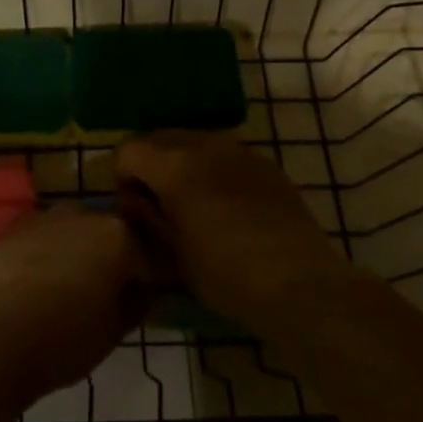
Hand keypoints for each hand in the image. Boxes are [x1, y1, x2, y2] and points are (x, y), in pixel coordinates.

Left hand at [0, 206, 148, 402]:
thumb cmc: (62, 339)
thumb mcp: (112, 333)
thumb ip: (134, 305)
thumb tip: (138, 290)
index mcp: (118, 236)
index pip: (146, 257)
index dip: (145, 282)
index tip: (138, 303)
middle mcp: (83, 214)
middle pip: (107, 236)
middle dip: (109, 260)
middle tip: (101, 297)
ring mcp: (45, 216)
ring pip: (72, 233)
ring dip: (75, 253)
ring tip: (64, 291)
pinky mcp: (12, 227)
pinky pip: (41, 238)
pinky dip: (44, 254)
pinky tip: (34, 285)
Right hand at [117, 131, 352, 332]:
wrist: (300, 284)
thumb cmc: (227, 276)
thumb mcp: (173, 255)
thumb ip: (148, 217)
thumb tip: (134, 200)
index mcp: (174, 166)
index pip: (129, 149)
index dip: (122, 176)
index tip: (132, 207)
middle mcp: (204, 144)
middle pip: (159, 137)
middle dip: (150, 164)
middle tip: (157, 203)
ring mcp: (238, 149)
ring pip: (193, 140)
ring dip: (181, 162)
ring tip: (191, 202)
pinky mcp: (264, 162)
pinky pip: (224, 153)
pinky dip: (212, 168)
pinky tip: (225, 205)